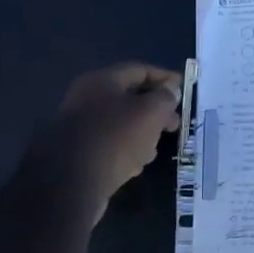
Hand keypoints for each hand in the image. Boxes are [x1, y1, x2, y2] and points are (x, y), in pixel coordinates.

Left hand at [40, 62, 182, 205]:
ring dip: (142, 132)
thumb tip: (170, 90)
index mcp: (102, 81)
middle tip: (175, 124)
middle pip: (129, 97)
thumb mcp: (150, 113)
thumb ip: (164, 98)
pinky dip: (126, 150)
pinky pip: (109, 145)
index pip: (139, 70)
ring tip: (157, 147)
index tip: (183, 88)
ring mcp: (80, 127)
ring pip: (120, 123)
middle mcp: (87, 99)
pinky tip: (137, 164)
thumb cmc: (115, 137)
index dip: (164, 77)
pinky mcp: (77, 153)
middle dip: (156, 110)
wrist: (70, 182)